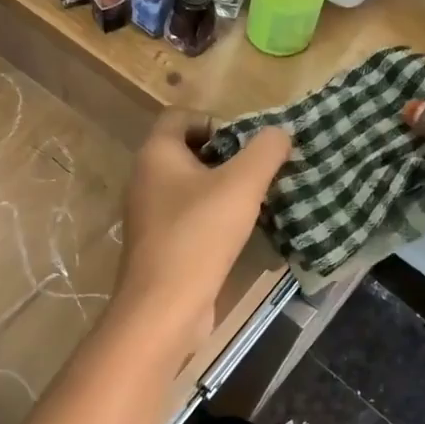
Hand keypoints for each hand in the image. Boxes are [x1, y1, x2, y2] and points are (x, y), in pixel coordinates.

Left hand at [112, 112, 290, 349]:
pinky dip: (213, 218)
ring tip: (257, 201)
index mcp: (155, 155)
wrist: (164, 307)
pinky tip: (239, 233)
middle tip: (259, 172)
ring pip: (190, 187)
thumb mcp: (241, 185)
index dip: (216, 121)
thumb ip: (265, 151)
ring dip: (222, 190)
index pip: (180, 116)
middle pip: (187, 151)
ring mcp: (149, 215)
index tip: (246, 145)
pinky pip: (189, 217)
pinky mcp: (159, 244)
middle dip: (226, 157)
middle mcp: (145, 179)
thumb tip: (279, 133)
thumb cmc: (199, 236)